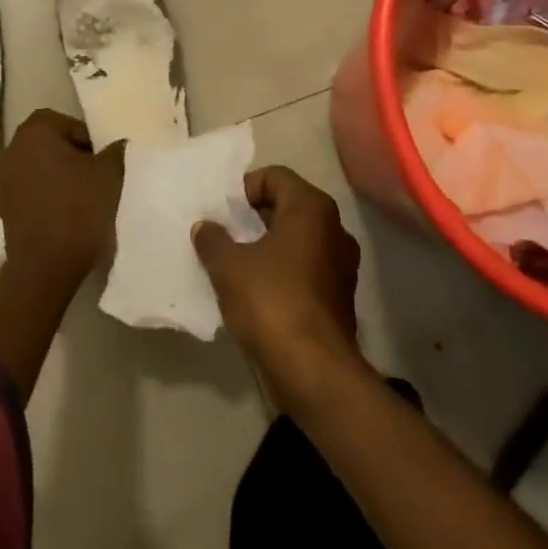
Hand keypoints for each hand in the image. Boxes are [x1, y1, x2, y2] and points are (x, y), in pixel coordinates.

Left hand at [0, 109, 124, 291]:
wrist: (46, 264)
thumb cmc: (79, 208)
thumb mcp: (110, 174)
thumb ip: (115, 151)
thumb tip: (118, 145)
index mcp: (34, 132)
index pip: (64, 123)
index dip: (86, 138)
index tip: (101, 160)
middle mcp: (10, 149)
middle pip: (47, 143)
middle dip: (70, 155)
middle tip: (94, 175)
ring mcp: (1, 180)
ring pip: (36, 167)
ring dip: (56, 175)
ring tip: (81, 196)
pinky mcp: (1, 207)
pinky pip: (28, 190)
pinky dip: (45, 195)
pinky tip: (64, 213)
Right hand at [193, 166, 364, 399]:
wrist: (314, 371)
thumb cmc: (271, 302)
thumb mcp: (228, 266)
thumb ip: (213, 239)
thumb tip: (205, 227)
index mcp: (312, 208)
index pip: (274, 177)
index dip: (244, 189)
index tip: (223, 214)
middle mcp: (334, 228)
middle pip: (287, 206)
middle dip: (254, 218)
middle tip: (225, 235)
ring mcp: (341, 264)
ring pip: (297, 239)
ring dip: (267, 246)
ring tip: (236, 264)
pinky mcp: (339, 295)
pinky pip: (305, 268)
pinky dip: (282, 271)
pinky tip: (257, 292)